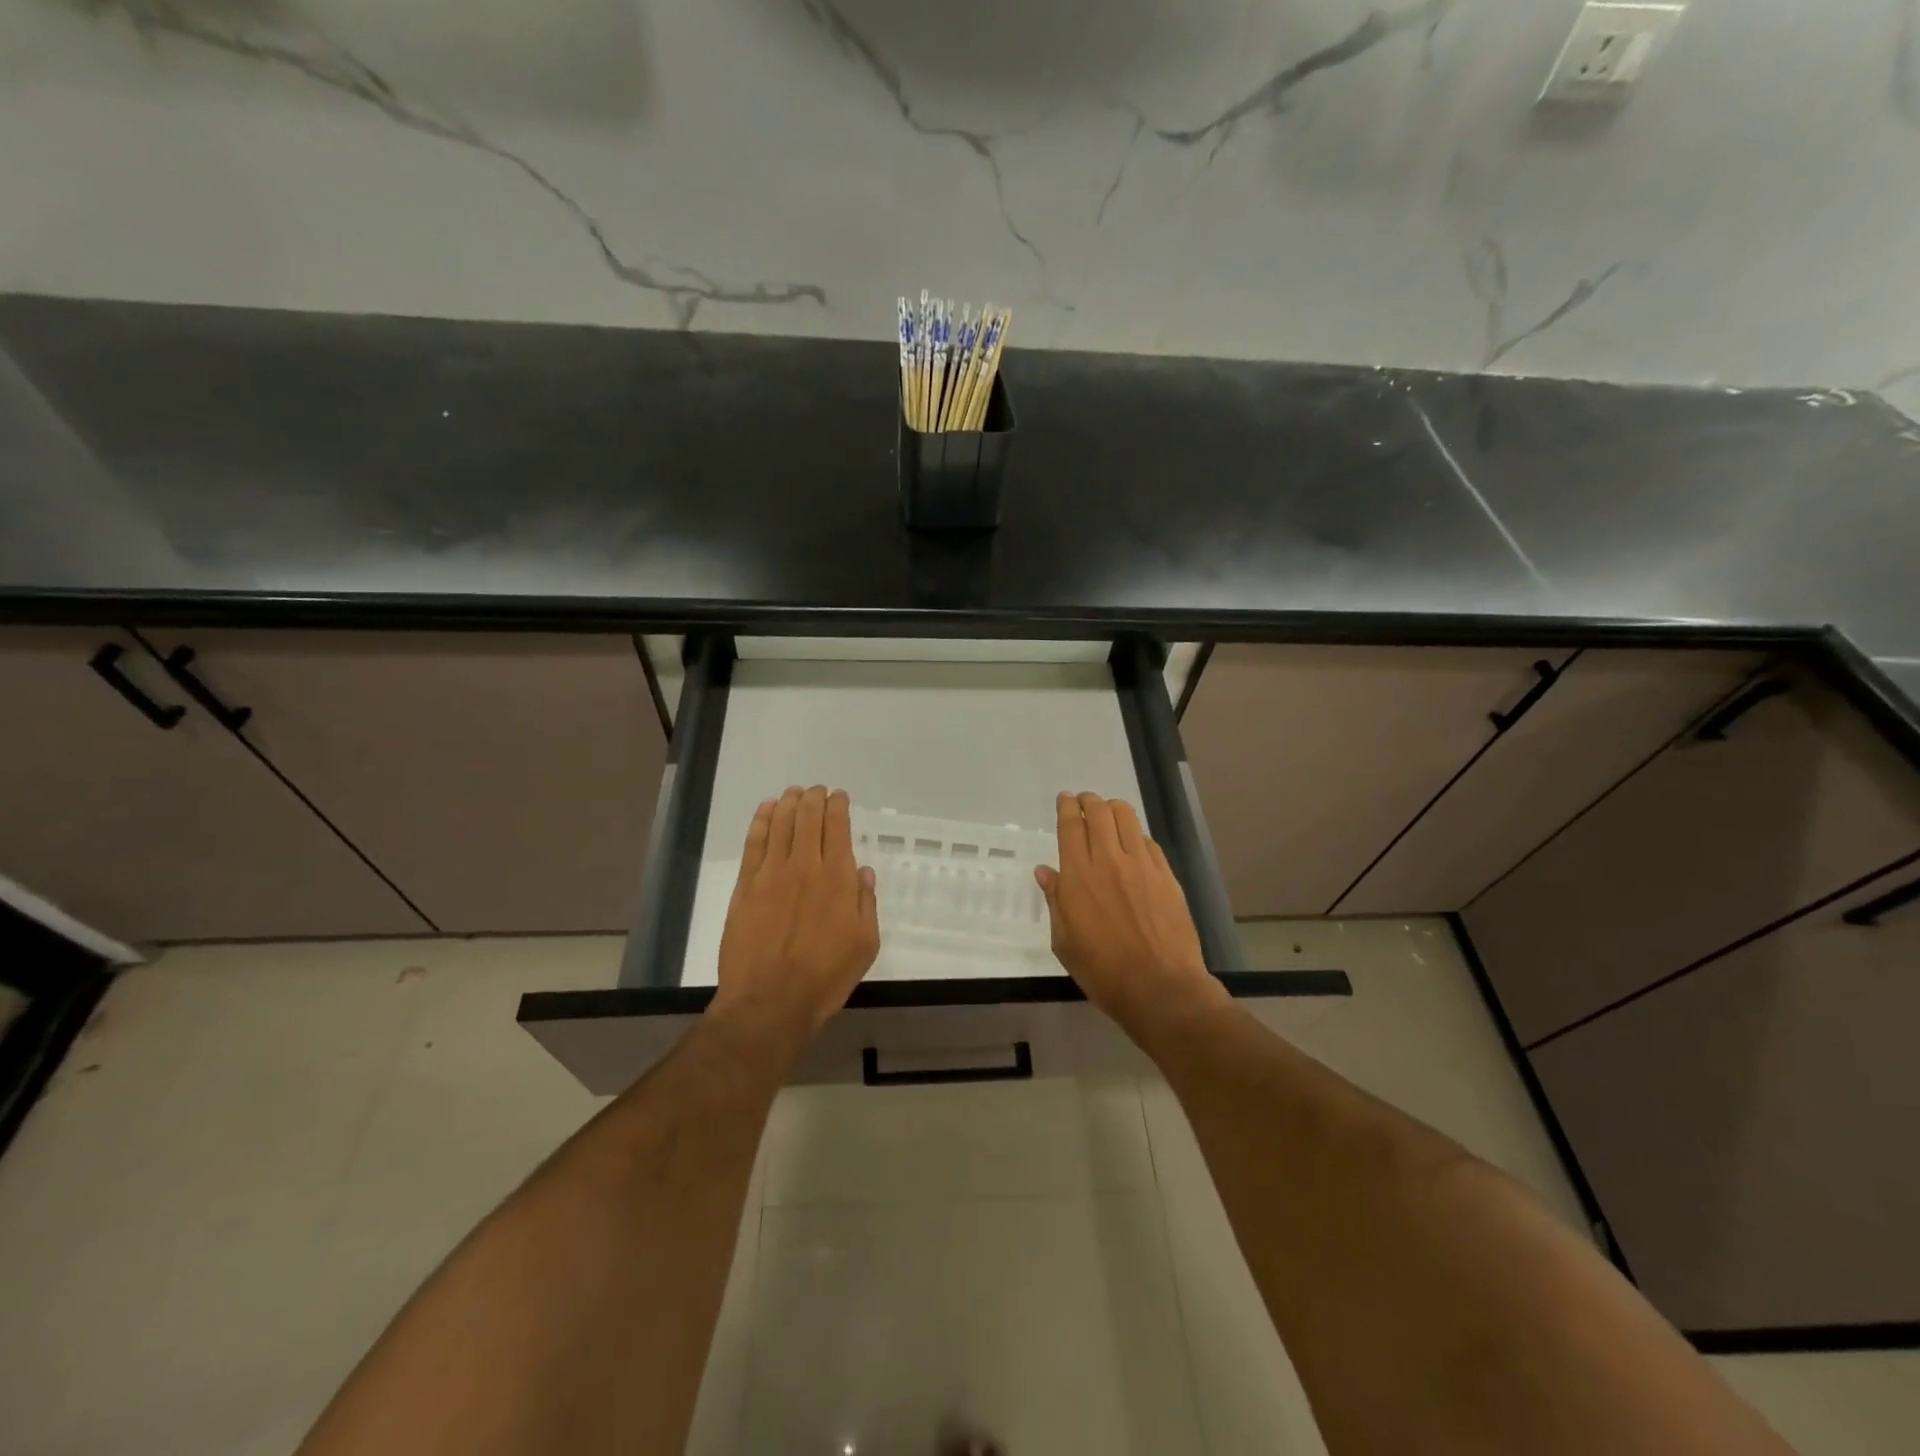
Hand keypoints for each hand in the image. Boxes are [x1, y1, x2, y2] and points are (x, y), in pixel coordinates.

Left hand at [713, 786, 879, 1047]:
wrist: (770, 1001)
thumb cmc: (825, 977)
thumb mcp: (865, 944)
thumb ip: (865, 903)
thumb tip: (863, 872)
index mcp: (837, 878)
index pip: (837, 827)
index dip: (838, 806)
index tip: (838, 797)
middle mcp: (805, 866)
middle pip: (807, 819)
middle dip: (814, 798)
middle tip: (816, 790)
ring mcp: (771, 874)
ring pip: (780, 824)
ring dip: (788, 803)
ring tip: (793, 793)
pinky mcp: (746, 887)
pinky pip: (754, 844)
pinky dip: (761, 821)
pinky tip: (766, 810)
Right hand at [1036, 792, 1226, 1036]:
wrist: (1160, 988)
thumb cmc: (1103, 972)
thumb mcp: (1065, 942)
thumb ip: (1055, 901)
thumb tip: (1045, 872)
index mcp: (1078, 876)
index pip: (1071, 826)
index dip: (1067, 807)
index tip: (1065, 799)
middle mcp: (1109, 861)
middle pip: (1099, 812)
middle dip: (1089, 800)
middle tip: (1084, 801)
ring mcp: (1141, 865)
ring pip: (1127, 818)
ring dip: (1113, 808)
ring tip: (1109, 813)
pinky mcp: (1166, 875)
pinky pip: (1148, 841)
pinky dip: (1136, 835)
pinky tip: (1133, 843)